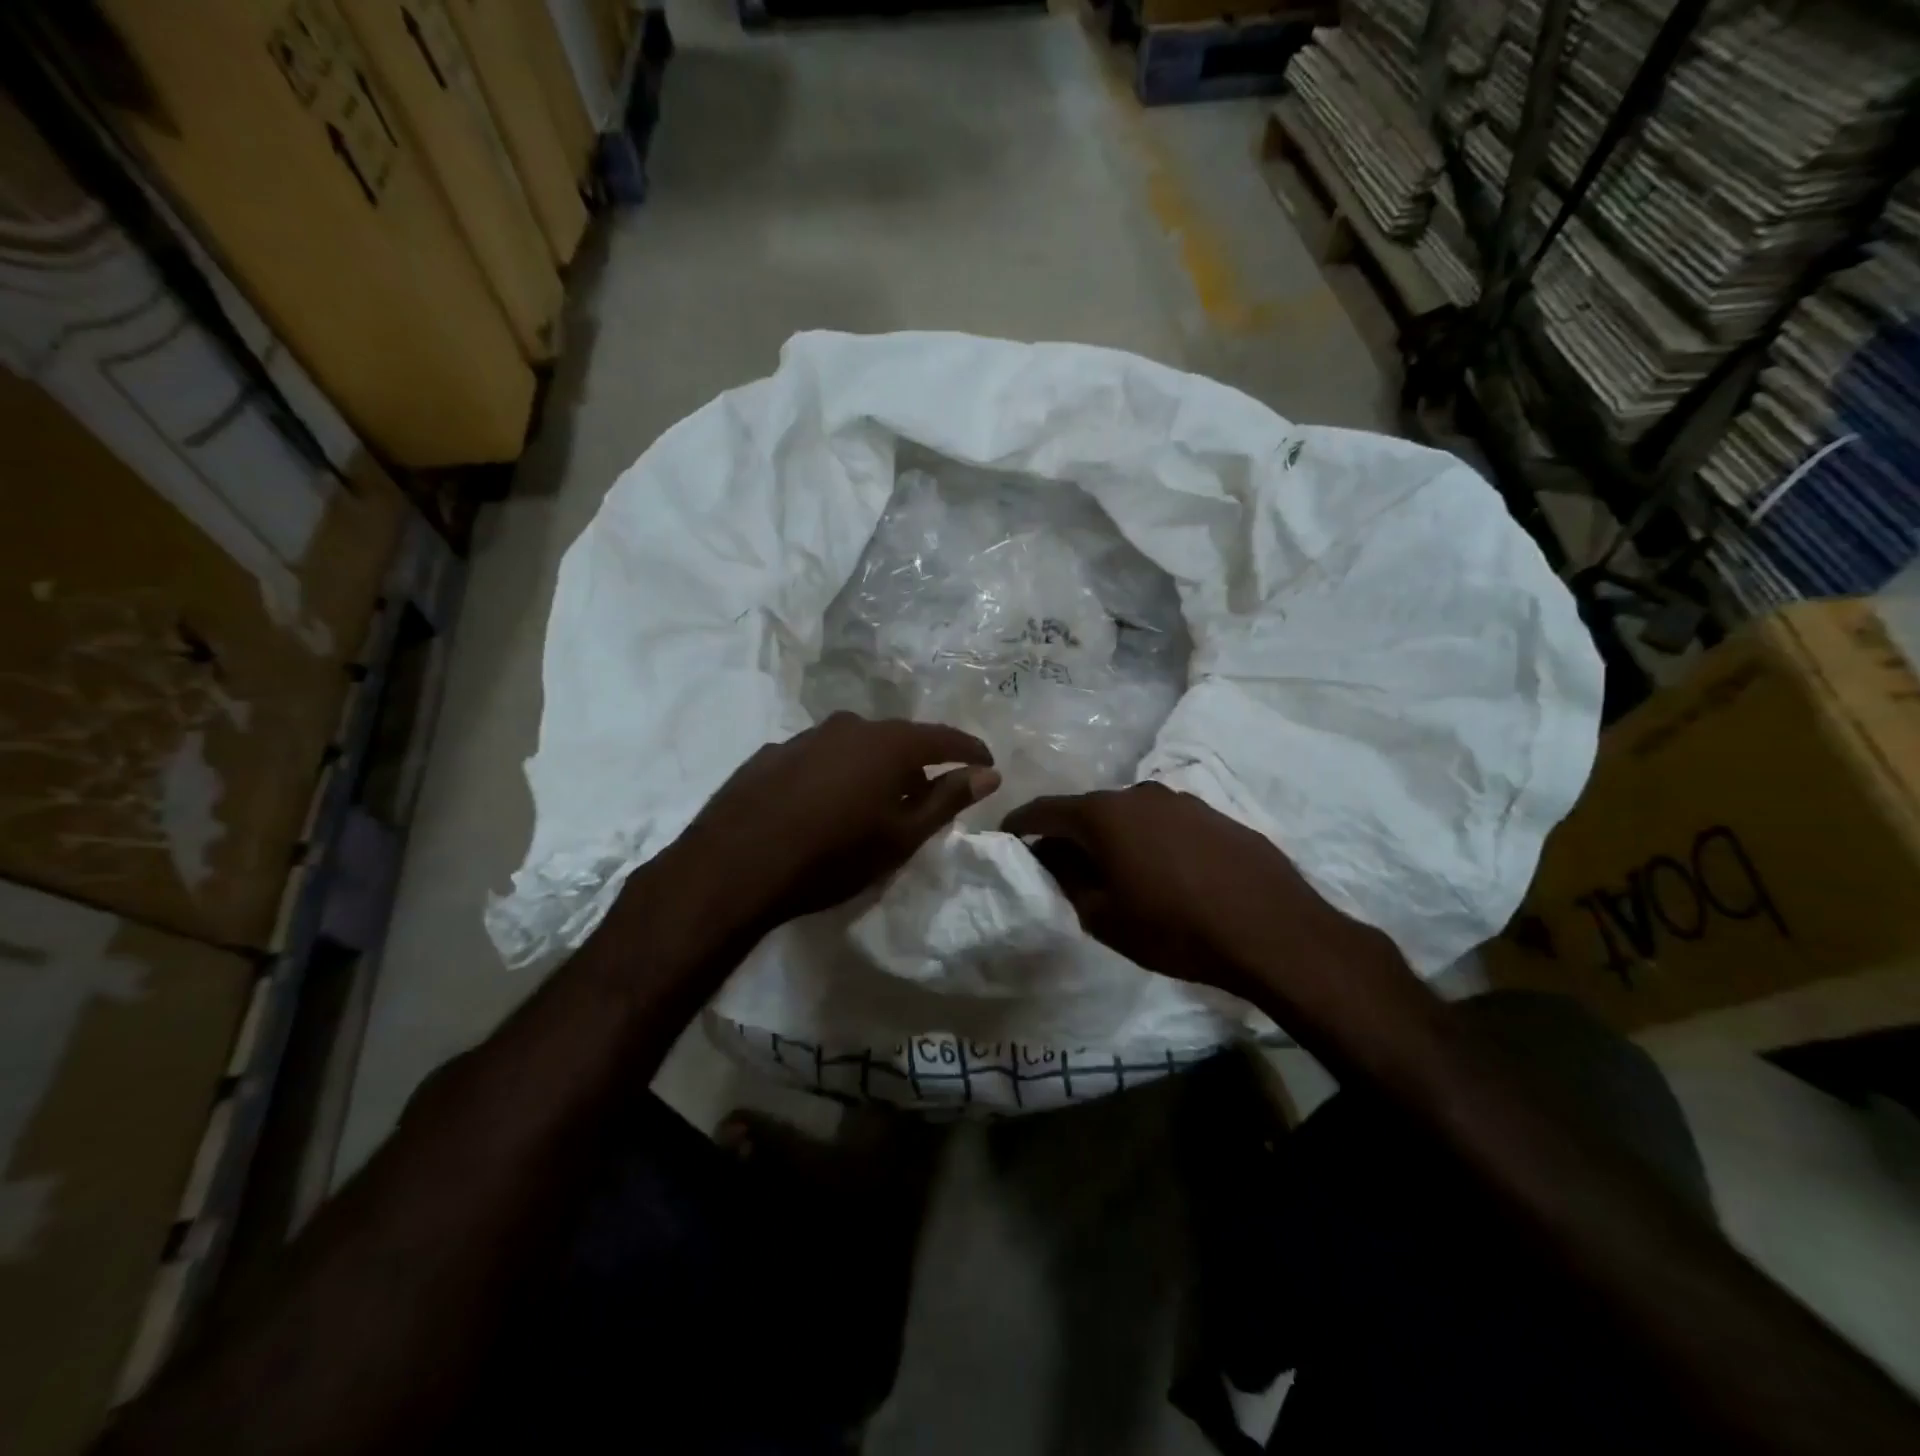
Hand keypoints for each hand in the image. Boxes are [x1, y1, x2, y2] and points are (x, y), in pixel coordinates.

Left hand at [673, 711, 1000, 933]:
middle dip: (918, 762)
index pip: (942, 737)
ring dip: (873, 767)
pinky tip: (823, 803)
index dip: (968, 750)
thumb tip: (988, 773)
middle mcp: (847, 727)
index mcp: (886, 743)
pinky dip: (835, 773)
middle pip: (897, 739)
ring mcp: (804, 737)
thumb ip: (947, 799)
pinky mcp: (771, 754)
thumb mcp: (901, 836)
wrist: (735, 865)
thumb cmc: (833, 854)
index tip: (986, 762)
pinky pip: (819, 757)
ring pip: (855, 745)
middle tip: (927, 793)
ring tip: (874, 801)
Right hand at [1002, 783, 1395, 1002]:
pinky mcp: (1214, 815)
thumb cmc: (1175, 928)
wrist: (1273, 931)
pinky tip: (1162, 872)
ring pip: (1129, 815)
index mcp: (1105, 815)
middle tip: (1059, 865)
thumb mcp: (1106, 917)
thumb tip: (1052, 860)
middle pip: (1089, 810)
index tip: (1006, 836)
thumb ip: (1069, 882)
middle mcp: (1140, 794)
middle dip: (1069, 835)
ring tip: (1113, 871)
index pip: (1047, 810)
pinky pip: (1165, 823)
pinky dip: (1149, 841)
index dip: (1021, 823)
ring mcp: (1182, 801)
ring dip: (1112, 838)